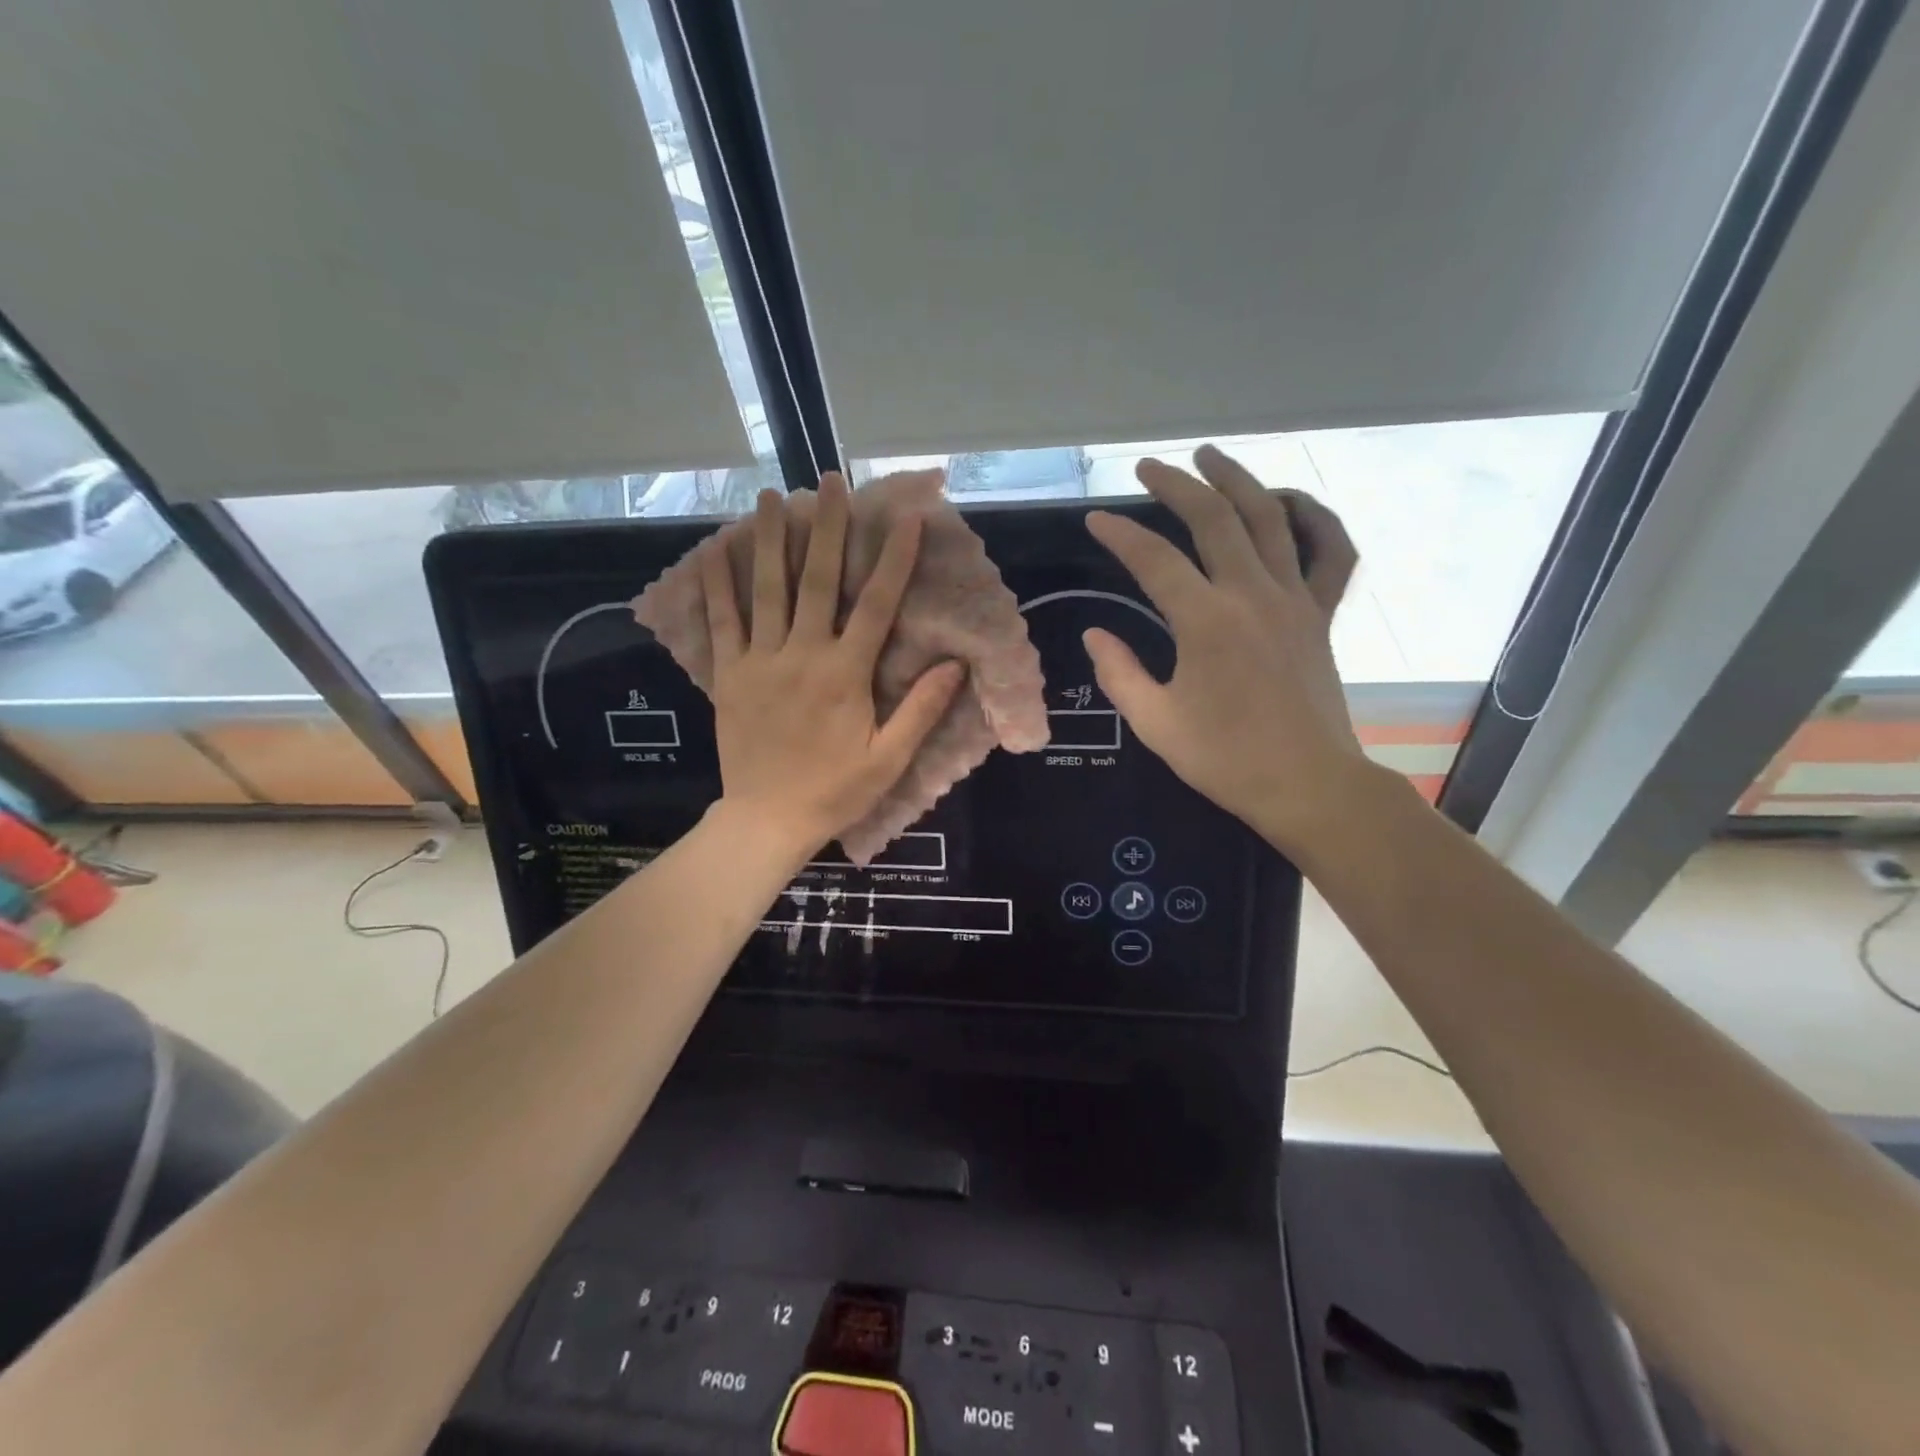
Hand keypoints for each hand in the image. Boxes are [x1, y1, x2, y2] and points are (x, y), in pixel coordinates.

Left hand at [704, 475, 963, 859]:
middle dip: (826, 527)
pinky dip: (717, 584)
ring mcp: (759, 661)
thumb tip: (955, 664)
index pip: (877, 604)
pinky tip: (714, 550)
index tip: (904, 517)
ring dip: (769, 539)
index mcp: (846, 673)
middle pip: (817, 580)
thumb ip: (921, 710)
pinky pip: (721, 622)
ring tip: (771, 496)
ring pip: (765, 589)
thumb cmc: (834, 791)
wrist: (766, 820)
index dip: (893, 558)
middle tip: (829, 481)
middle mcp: (802, 654)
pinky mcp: (728, 675)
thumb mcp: (889, 759)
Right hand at [1082, 444, 1366, 854]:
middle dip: (1177, 484)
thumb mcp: (1156, 723)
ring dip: (1239, 480)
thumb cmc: (1225, 758)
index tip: (1094, 520)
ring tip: (1212, 457)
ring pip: (1271, 518)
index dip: (1120, 535)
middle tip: (1148, 467)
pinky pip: (1331, 552)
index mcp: (1206, 622)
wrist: (1307, 784)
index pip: (1155, 559)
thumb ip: (1120, 673)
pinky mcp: (1320, 614)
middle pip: (1214, 519)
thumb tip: (1096, 635)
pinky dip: (1315, 518)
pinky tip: (1290, 503)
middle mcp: (1252, 595)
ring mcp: (1294, 599)